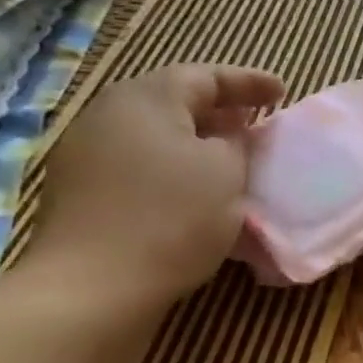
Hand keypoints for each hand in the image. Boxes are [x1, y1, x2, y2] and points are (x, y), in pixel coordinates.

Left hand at [30, 65, 283, 311]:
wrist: (93, 286)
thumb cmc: (172, 217)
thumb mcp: (226, 172)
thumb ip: (236, 143)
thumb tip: (228, 136)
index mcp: (145, 98)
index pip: (205, 76)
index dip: (248, 82)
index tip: (283, 92)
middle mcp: (107, 114)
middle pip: (172, 100)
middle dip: (218, 110)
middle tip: (255, 122)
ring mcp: (85, 153)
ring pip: (154, 134)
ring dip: (194, 141)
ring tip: (229, 157)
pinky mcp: (79, 191)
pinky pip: (138, 163)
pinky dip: (172, 167)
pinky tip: (193, 190)